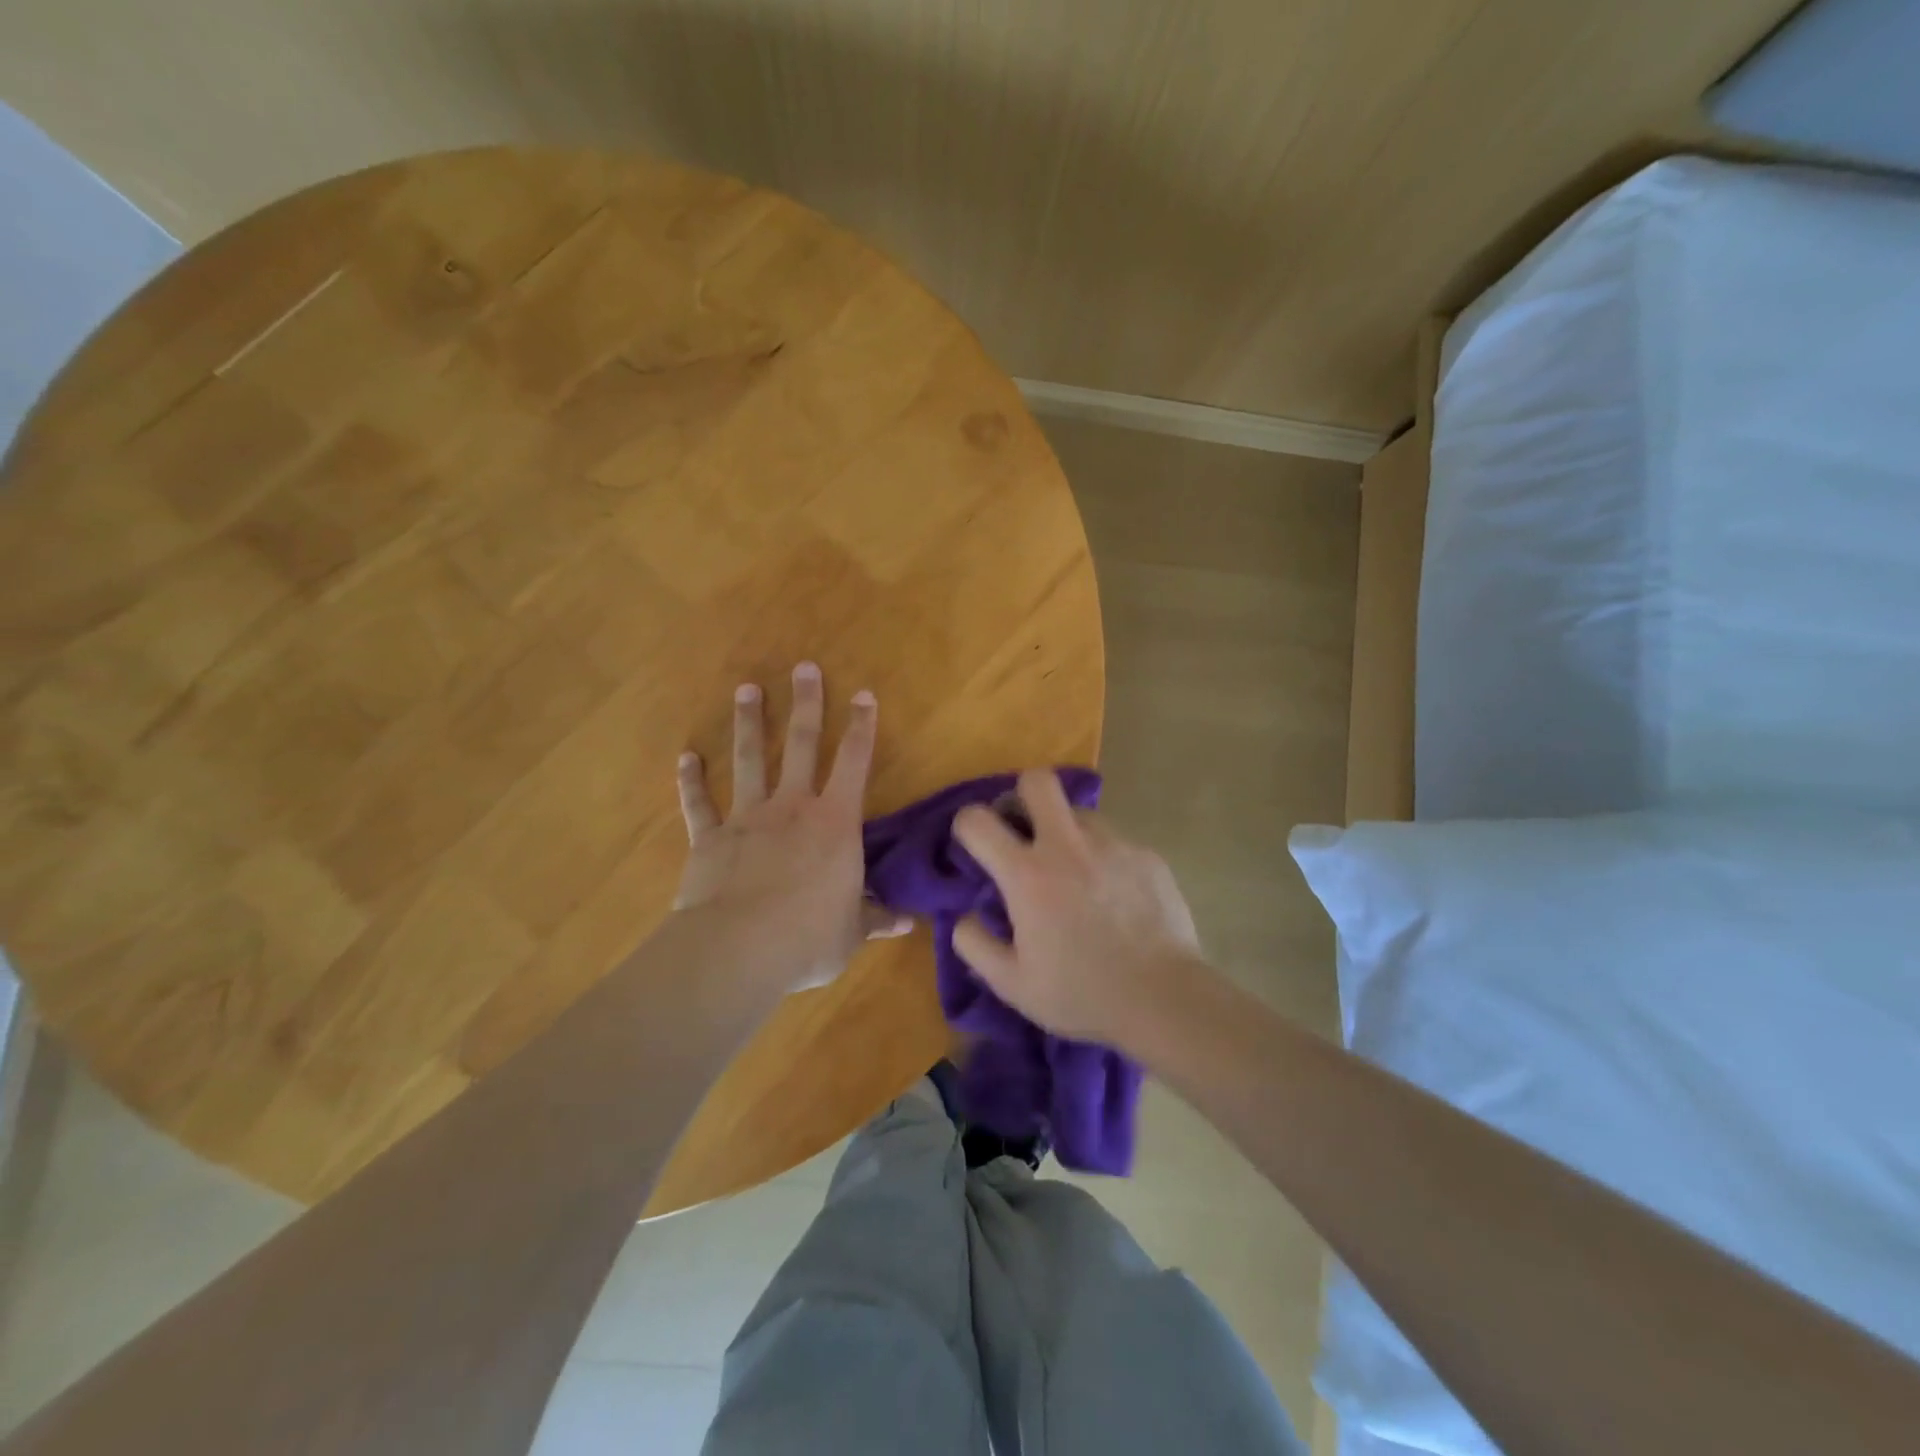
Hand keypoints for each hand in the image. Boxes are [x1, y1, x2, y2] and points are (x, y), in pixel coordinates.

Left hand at [675, 662, 910, 990]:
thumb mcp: (850, 933)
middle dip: (806, 704)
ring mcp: (747, 818)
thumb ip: (873, 918)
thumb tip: (904, 922)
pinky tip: (685, 757)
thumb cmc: (807, 938)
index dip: (862, 727)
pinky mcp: (709, 839)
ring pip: (749, 759)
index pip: (855, 763)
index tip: (864, 694)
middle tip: (803, 667)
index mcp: (835, 823)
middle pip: (802, 744)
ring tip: (746, 689)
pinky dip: (690, 780)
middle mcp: (792, 807)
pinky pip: (698, 803)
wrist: (738, 950)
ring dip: (749, 723)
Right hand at [950, 768, 1206, 1046]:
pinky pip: (1114, 840)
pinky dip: (1103, 857)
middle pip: (1037, 781)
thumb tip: (965, 915)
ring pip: (1078, 811)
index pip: (977, 819)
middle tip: (1024, 831)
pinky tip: (1114, 895)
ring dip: (1065, 830)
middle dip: (1022, 796)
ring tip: (1074, 871)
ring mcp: (1112, 845)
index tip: (974, 845)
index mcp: (1027, 874)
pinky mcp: (1146, 855)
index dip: (966, 825)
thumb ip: (974, 944)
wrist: (1165, 999)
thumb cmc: (1082, 994)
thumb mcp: (1012, 984)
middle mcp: (1067, 845)